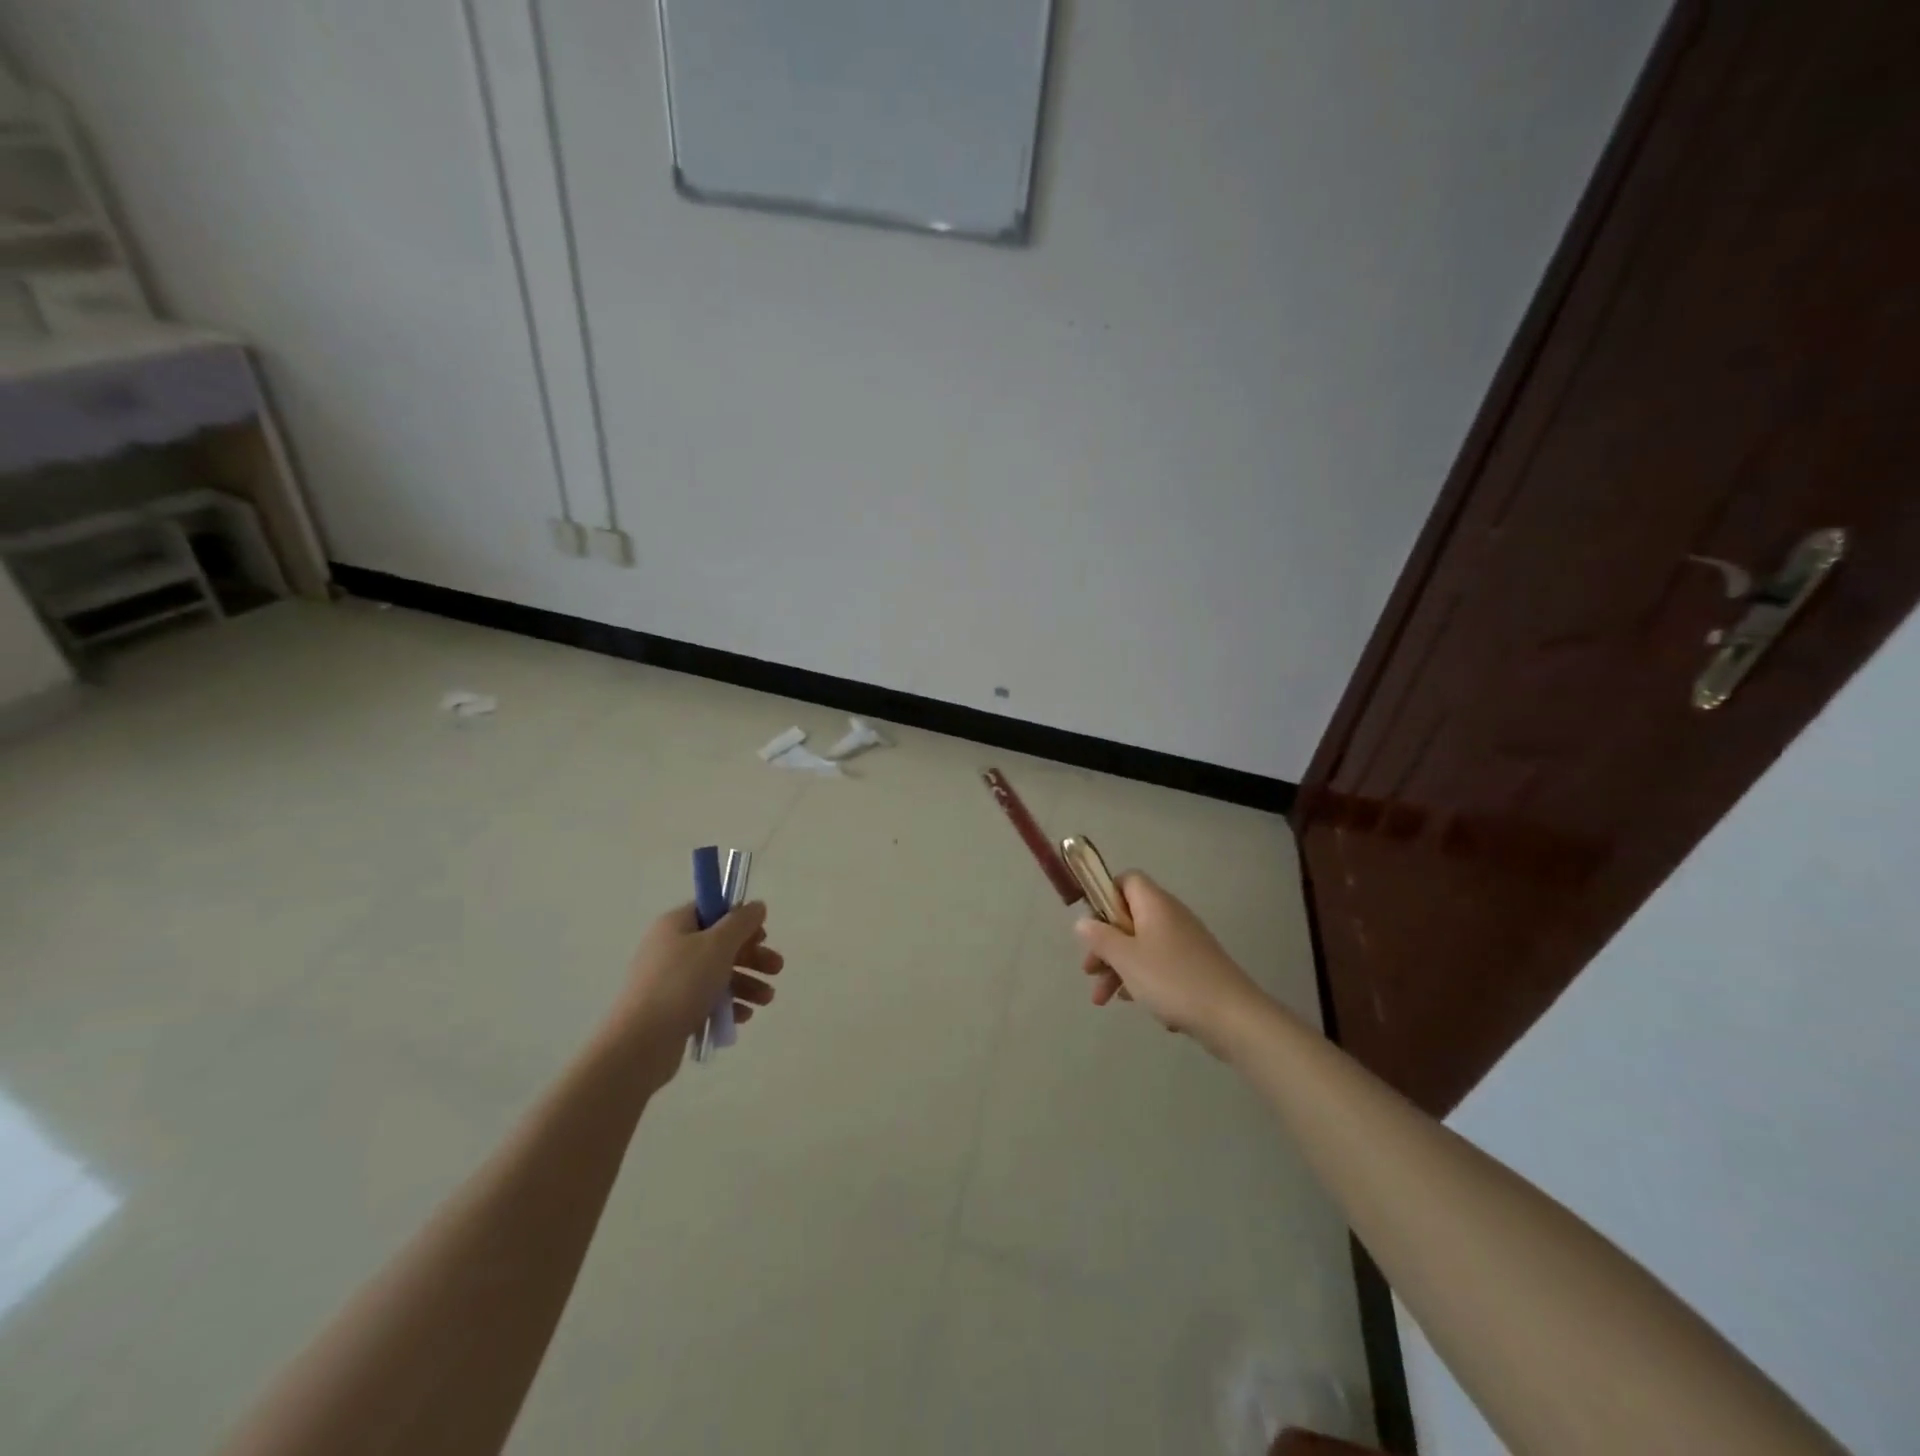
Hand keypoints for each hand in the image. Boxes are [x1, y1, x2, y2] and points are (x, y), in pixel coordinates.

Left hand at [611, 902, 783, 1067]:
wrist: (640, 1044)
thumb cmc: (681, 984)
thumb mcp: (718, 945)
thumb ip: (741, 922)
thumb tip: (756, 905)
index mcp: (676, 925)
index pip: (713, 911)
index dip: (740, 920)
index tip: (762, 935)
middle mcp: (671, 949)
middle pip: (720, 945)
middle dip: (752, 956)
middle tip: (777, 969)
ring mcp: (670, 981)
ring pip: (717, 975)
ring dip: (746, 983)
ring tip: (766, 999)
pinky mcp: (672, 1010)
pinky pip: (706, 1000)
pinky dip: (728, 1005)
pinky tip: (743, 1017)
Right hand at [1075, 873, 1263, 1056]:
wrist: (1233, 1017)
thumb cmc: (1172, 980)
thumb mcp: (1126, 958)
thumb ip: (1100, 938)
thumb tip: (1083, 921)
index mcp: (1155, 904)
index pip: (1126, 881)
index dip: (1104, 897)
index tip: (1091, 926)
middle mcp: (1171, 916)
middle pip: (1129, 917)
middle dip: (1105, 944)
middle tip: (1090, 971)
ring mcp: (1186, 942)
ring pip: (1142, 945)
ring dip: (1119, 967)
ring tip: (1104, 999)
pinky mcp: (1196, 967)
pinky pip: (1160, 965)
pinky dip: (1143, 980)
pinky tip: (1136, 1003)